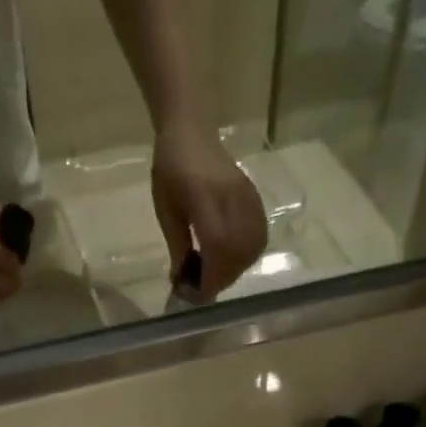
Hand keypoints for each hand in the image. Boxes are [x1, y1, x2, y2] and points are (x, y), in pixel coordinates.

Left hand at [151, 125, 267, 297]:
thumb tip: (182, 281)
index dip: (212, 275)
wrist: (191, 132)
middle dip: (223, 277)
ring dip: (236, 269)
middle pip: (238, 250)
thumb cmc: (170, 170)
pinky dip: (247, 256)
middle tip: (205, 286)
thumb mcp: (165, 210)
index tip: (199, 294)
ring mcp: (247, 196)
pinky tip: (232, 259)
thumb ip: (177, 246)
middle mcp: (230, 196)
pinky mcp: (255, 198)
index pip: (218, 243)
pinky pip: (259, 236)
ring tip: (216, 273)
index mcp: (203, 195)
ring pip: (252, 246)